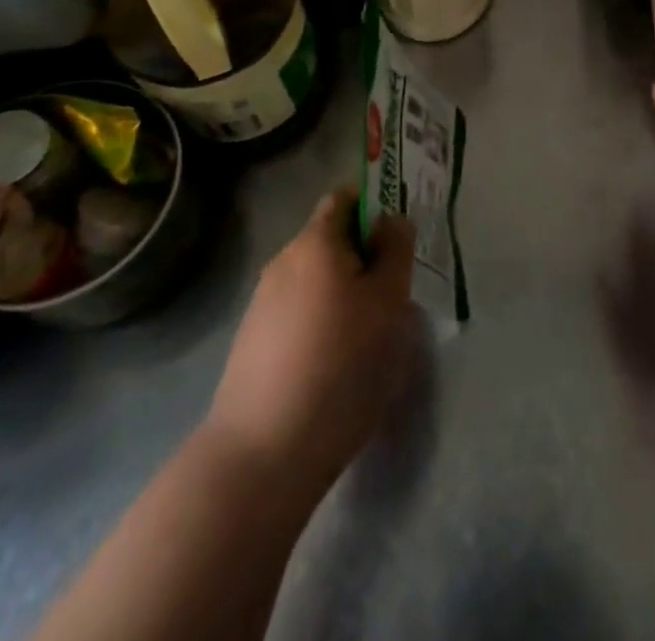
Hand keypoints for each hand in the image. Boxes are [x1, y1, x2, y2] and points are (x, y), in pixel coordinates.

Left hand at [203, 187, 415, 497]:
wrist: (260, 456)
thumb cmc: (339, 364)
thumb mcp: (388, 302)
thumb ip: (395, 251)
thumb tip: (392, 221)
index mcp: (315, 241)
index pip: (345, 198)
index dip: (376, 207)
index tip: (401, 239)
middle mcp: (283, 262)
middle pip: (332, 241)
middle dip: (366, 259)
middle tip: (397, 294)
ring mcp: (262, 305)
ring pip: (318, 282)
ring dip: (347, 295)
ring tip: (372, 337)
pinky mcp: (253, 346)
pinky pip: (301, 315)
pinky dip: (324, 326)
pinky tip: (339, 366)